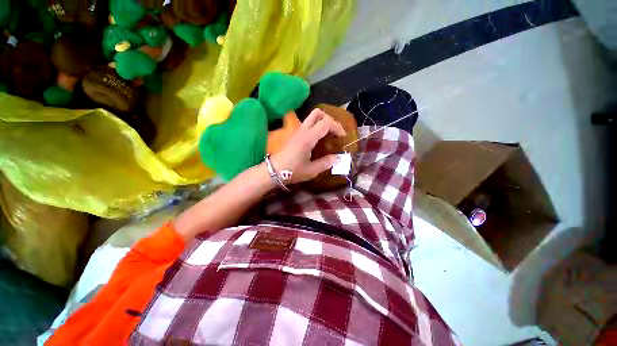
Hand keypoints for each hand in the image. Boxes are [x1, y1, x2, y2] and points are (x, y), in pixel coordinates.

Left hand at [271, 108, 345, 183]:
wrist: (274, 171)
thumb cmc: (293, 171)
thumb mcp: (312, 170)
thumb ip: (326, 163)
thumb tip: (338, 158)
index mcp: (308, 138)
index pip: (326, 123)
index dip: (337, 127)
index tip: (343, 136)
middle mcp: (302, 130)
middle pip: (318, 113)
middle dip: (330, 119)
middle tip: (335, 131)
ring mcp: (297, 131)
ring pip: (311, 116)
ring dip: (322, 120)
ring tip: (328, 133)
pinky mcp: (294, 134)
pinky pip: (307, 123)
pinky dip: (316, 125)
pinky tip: (318, 137)